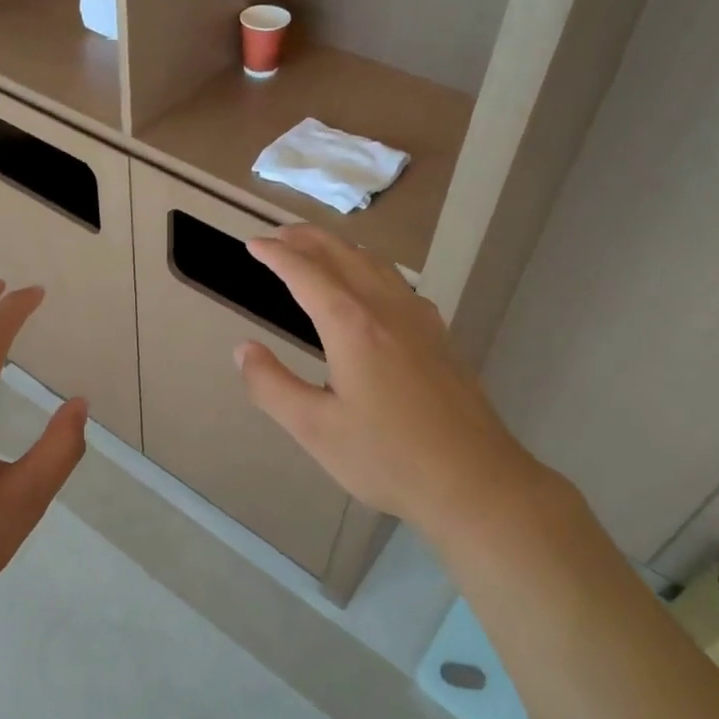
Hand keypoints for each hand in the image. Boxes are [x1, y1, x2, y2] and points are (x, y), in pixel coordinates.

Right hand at [234, 226, 553, 535]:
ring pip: (376, 265)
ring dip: (340, 250)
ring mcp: (421, 320)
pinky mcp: (440, 337)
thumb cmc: (387, 458)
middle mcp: (387, 310)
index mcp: (352, 326)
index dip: (276, 255)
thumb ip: (271, 386)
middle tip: (278, 236)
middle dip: (307, 239)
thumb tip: (244, 350)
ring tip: (317, 252)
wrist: (475, 481)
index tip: (253, 243)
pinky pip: (398, 284)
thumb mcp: (314, 429)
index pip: (306, 274)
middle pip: (344, 256)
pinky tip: (370, 291)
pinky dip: (369, 270)